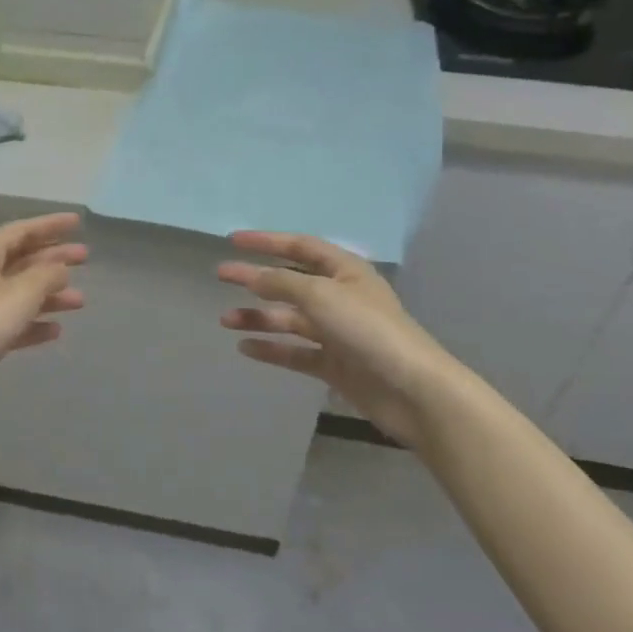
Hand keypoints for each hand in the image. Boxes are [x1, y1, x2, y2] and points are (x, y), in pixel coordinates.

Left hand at [0, 213, 86, 439]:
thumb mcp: (21, 294)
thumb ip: (47, 276)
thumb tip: (61, 269)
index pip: (21, 231)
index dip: (49, 225)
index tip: (77, 222)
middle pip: (21, 259)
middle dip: (53, 257)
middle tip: (85, 257)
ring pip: (19, 293)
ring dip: (49, 294)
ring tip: (80, 301)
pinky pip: (12, 323)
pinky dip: (34, 324)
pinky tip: (55, 331)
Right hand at [219, 231, 464, 452]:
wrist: (412, 390)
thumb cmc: (368, 330)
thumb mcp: (321, 295)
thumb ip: (282, 282)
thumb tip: (253, 276)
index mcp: (345, 271)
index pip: (300, 247)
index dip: (267, 241)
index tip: (233, 241)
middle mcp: (340, 297)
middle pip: (290, 282)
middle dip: (255, 278)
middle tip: (220, 275)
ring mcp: (337, 332)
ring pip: (290, 319)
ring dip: (258, 317)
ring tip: (225, 320)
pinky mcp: (335, 364)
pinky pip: (296, 352)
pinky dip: (272, 348)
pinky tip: (245, 348)